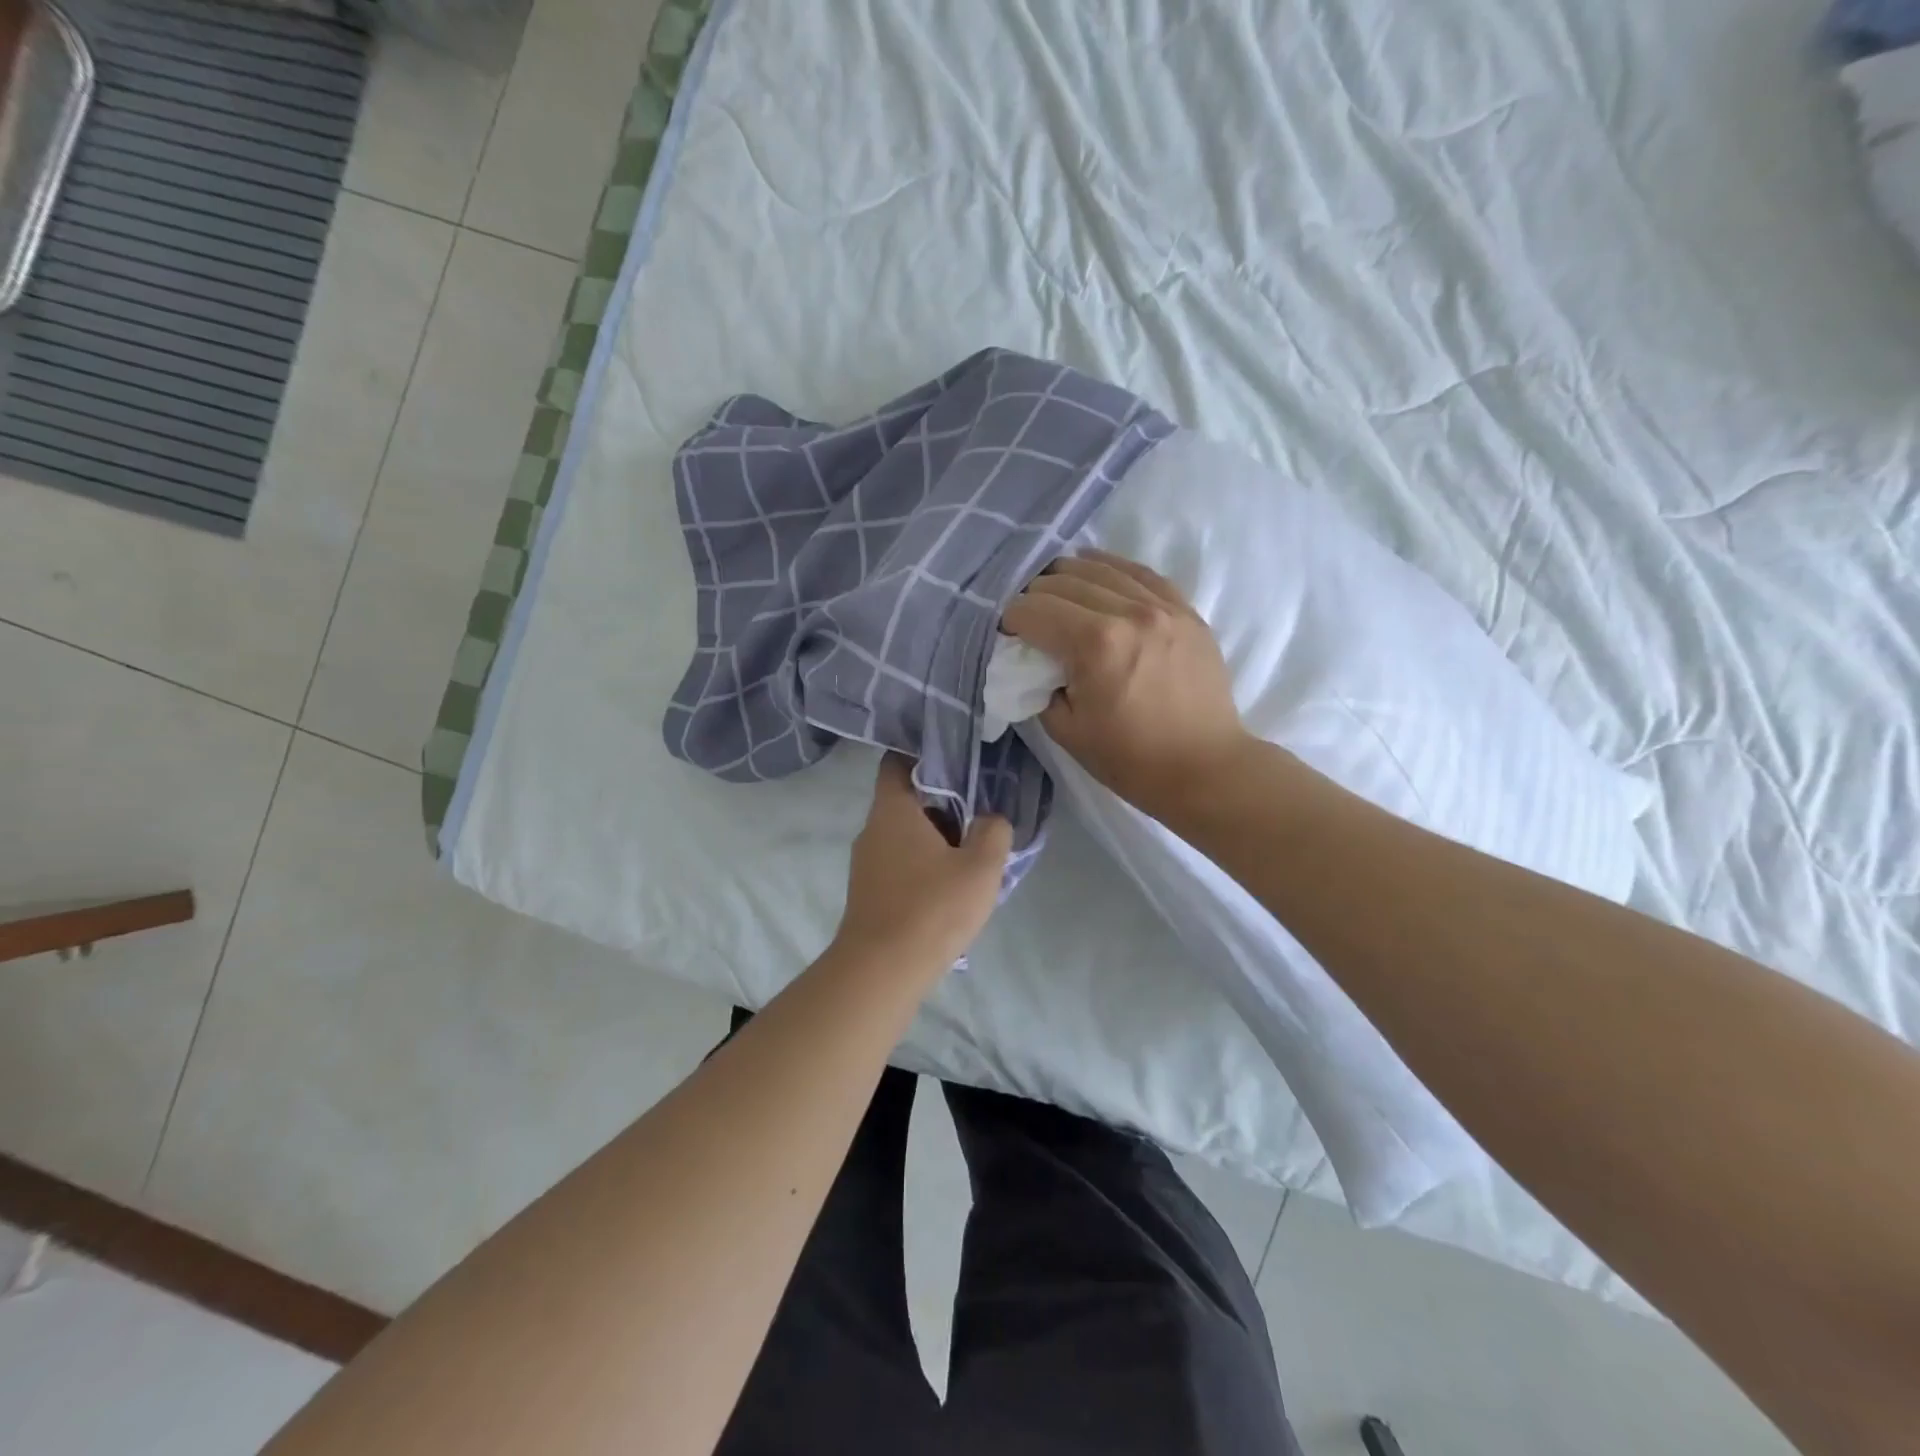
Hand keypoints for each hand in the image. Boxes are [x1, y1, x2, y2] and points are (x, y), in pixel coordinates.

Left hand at [834, 754, 1012, 971]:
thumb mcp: (981, 867)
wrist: (881, 971)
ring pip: (904, 836)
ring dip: (935, 840)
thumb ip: (993, 832)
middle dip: (942, 805)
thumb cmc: (932, 908)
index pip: (897, 762)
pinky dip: (922, 866)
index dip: (925, 756)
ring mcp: (865, 863)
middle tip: (978, 815)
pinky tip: (948, 889)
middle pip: (907, 801)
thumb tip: (990, 820)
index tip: (956, 763)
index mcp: (892, 810)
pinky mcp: (867, 892)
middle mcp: (872, 829)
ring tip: (970, 855)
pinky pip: (899, 864)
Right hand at [1001, 551, 1251, 819]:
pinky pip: (1140, 572)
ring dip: (1068, 578)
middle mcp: (1128, 611)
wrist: (1204, 768)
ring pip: (1100, 568)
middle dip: (1035, 598)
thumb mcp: (1066, 730)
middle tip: (1030, 622)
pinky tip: (1096, 573)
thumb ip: (1040, 685)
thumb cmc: (1130, 759)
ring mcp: (1162, 606)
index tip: (1008, 636)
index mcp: (1095, 643)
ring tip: (1057, 596)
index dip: (1011, 620)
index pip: (1033, 609)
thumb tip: (1033, 659)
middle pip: (1062, 581)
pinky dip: (1111, 570)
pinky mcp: (1185, 610)